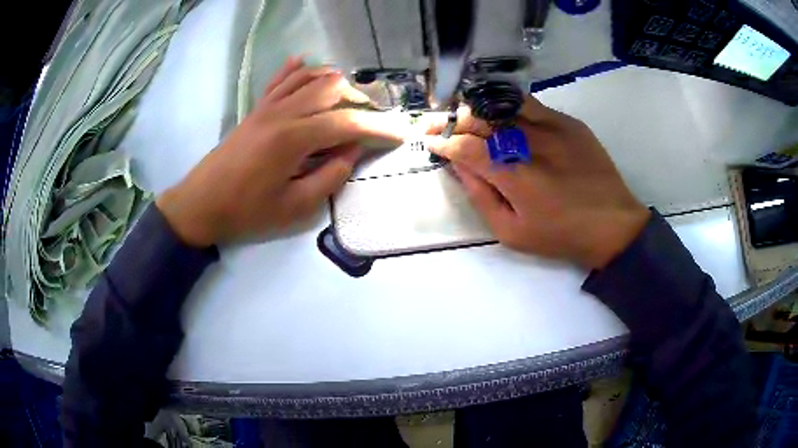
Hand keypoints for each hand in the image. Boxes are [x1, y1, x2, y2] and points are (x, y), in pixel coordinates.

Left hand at [156, 57, 403, 246]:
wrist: (200, 204)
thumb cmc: (246, 211)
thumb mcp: (294, 207)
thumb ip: (329, 177)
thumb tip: (353, 151)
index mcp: (293, 138)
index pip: (346, 123)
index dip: (376, 128)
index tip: (398, 134)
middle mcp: (282, 112)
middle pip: (330, 88)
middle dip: (358, 100)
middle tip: (371, 120)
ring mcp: (267, 107)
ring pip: (308, 77)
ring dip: (334, 82)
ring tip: (349, 98)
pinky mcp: (256, 109)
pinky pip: (279, 80)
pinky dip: (296, 70)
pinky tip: (306, 63)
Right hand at [428, 97, 649, 268]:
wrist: (612, 223)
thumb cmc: (560, 235)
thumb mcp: (511, 232)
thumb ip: (480, 197)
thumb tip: (458, 167)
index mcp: (512, 174)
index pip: (465, 147)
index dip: (443, 142)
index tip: (432, 143)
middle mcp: (529, 142)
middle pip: (480, 119)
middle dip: (454, 122)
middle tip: (444, 128)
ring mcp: (551, 126)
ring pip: (502, 105)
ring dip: (480, 110)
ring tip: (471, 118)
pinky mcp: (568, 122)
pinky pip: (530, 104)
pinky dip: (509, 107)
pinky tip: (504, 117)